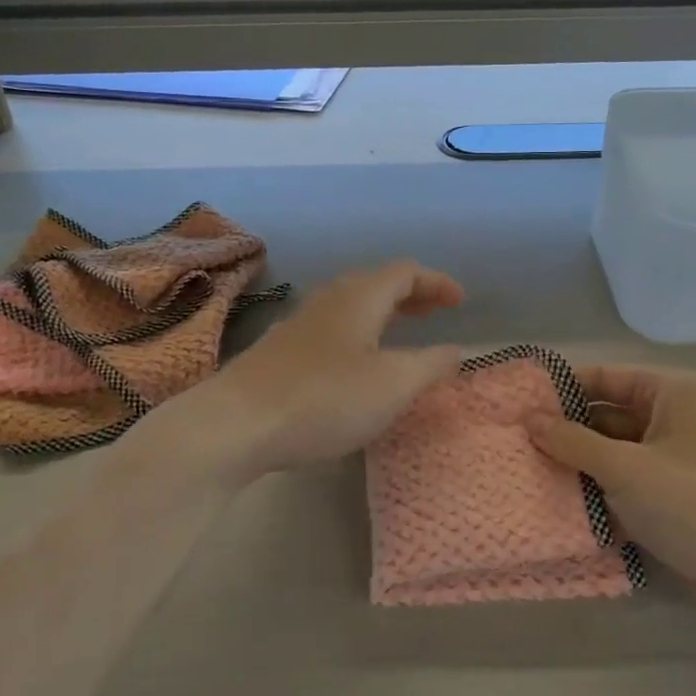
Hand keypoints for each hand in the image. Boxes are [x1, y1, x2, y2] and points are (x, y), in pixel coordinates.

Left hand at [189, 261, 464, 478]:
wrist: (235, 424)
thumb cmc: (324, 398)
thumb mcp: (392, 385)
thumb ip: (430, 365)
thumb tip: (456, 351)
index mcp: (359, 297)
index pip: (405, 272)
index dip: (436, 282)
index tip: (460, 301)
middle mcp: (328, 301)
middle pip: (375, 283)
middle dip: (410, 294)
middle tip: (435, 312)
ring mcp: (298, 325)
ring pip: (349, 305)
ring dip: (381, 313)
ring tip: (400, 335)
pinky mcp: (278, 353)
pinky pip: (330, 329)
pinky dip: (357, 334)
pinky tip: (354, 363)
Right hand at [529, 365, 695, 609]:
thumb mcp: (627, 468)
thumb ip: (573, 442)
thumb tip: (528, 419)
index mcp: (671, 393)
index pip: (602, 378)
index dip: (559, 390)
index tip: (512, 408)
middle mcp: (673, 421)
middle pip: (605, 418)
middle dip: (563, 435)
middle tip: (510, 449)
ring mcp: (675, 466)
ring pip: (613, 459)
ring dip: (578, 472)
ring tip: (521, 480)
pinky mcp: (675, 506)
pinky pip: (627, 492)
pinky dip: (598, 501)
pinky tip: (557, 513)